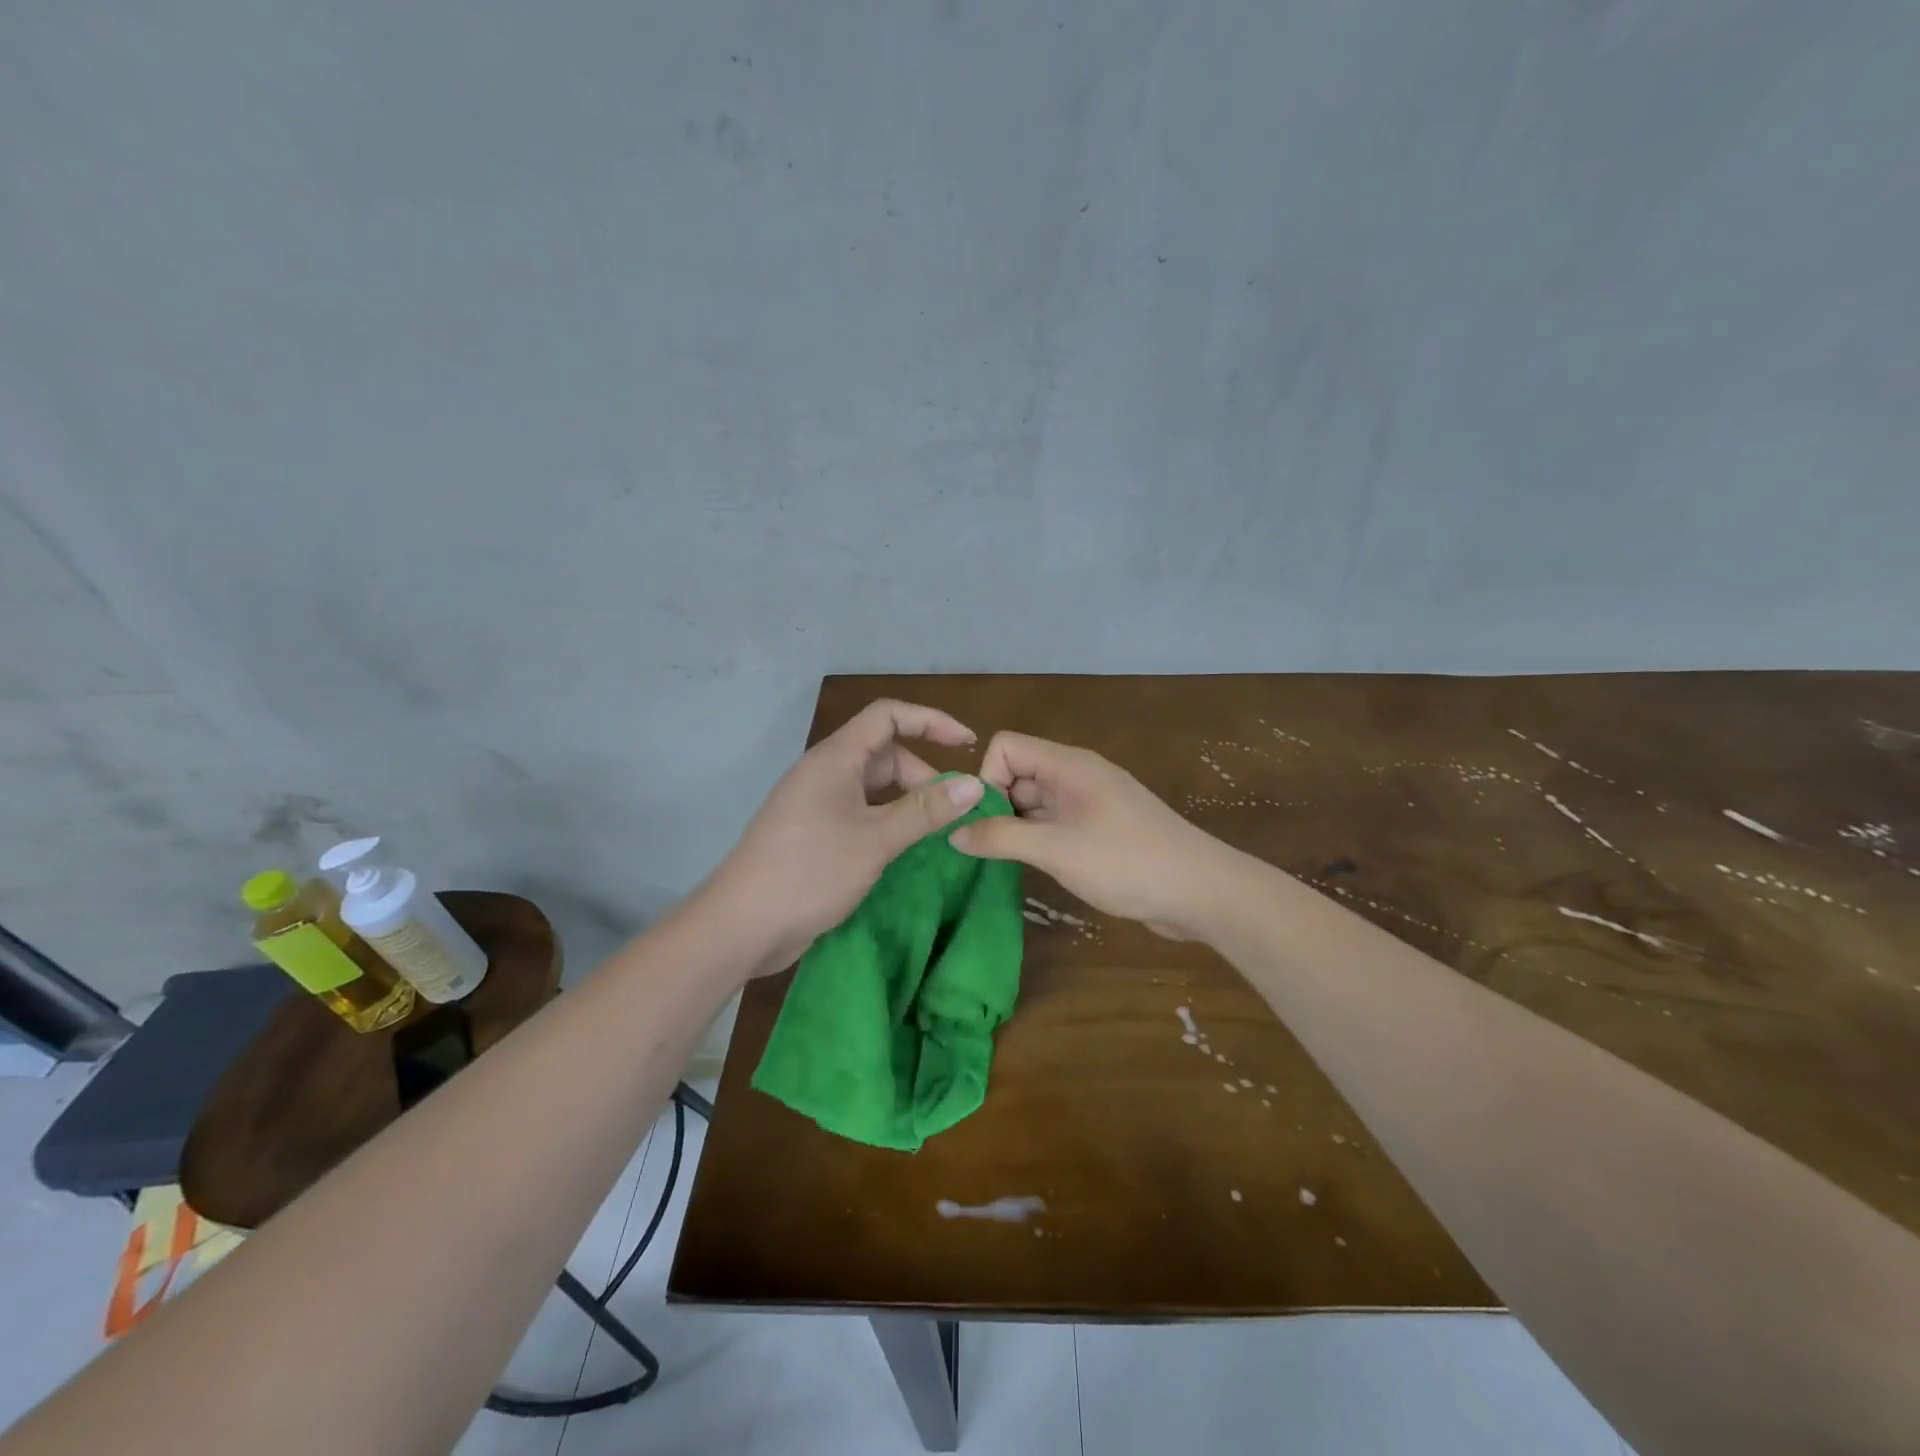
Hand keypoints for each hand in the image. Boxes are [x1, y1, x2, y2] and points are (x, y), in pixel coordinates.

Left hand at [705, 700, 985, 975]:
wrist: (741, 925)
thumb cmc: (809, 871)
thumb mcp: (875, 840)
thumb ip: (925, 811)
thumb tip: (975, 785)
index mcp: (835, 758)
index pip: (888, 716)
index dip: (931, 721)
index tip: (968, 743)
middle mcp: (826, 773)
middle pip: (884, 754)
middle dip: (923, 776)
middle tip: (952, 811)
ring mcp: (818, 804)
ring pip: (874, 788)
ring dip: (907, 803)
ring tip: (936, 832)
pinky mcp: (815, 834)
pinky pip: (862, 814)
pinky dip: (888, 823)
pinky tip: (906, 850)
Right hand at [947, 732, 1233, 940]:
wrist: (1202, 891)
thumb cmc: (1127, 862)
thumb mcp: (1056, 850)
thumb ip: (1001, 838)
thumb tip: (954, 833)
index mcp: (1069, 765)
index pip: (1006, 747)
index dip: (987, 779)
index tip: (986, 821)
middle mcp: (1078, 776)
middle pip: (1019, 773)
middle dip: (996, 806)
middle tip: (987, 850)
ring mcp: (1092, 803)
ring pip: (1036, 802)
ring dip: (1017, 827)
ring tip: (1004, 864)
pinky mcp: (1102, 829)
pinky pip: (1056, 823)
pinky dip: (1039, 840)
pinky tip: (1035, 869)